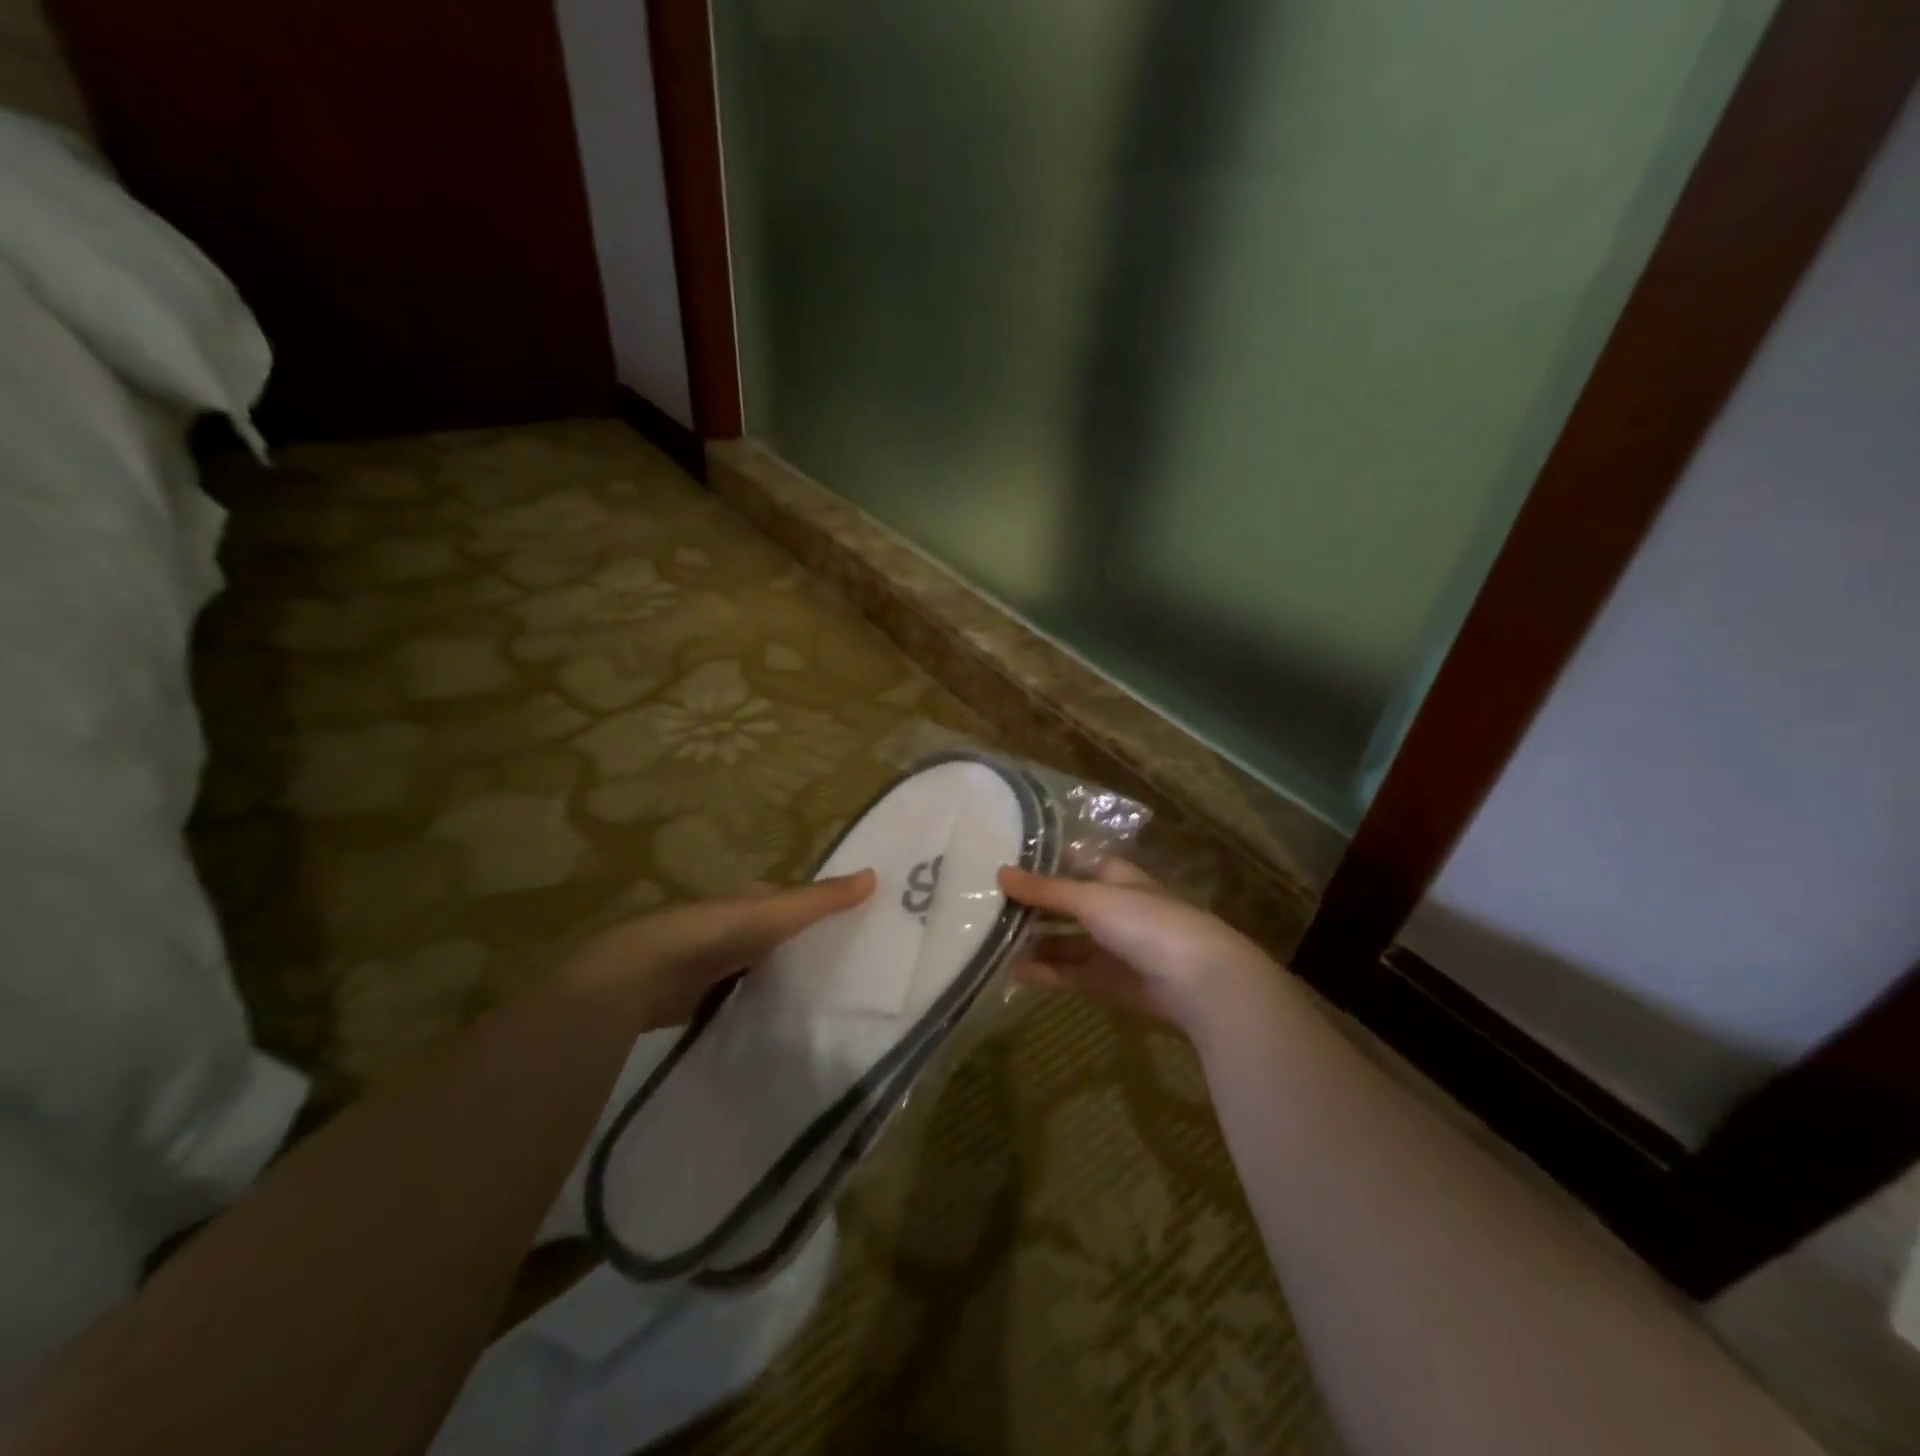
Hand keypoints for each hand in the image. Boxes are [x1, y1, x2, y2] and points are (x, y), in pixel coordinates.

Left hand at [562, 870, 876, 1028]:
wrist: (645, 976)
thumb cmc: (716, 934)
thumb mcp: (777, 914)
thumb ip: (822, 900)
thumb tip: (875, 874)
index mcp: (748, 903)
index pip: (792, 903)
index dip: (821, 910)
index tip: (856, 927)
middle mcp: (731, 930)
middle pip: (776, 938)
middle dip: (803, 948)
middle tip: (848, 970)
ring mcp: (713, 966)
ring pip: (758, 969)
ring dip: (780, 978)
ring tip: (823, 1001)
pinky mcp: (699, 1001)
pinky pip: (740, 999)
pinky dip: (757, 1004)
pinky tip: (779, 1022)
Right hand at [999, 859, 1272, 1032]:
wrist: (1199, 982)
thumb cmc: (1147, 923)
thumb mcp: (1092, 899)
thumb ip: (1045, 890)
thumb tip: (999, 872)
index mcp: (1114, 878)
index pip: (1071, 866)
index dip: (1040, 866)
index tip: (1001, 867)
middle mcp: (1111, 909)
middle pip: (1063, 905)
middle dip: (1030, 907)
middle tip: (984, 905)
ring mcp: (1109, 947)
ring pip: (1062, 941)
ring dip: (1032, 942)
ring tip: (988, 939)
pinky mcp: (1107, 982)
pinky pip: (1068, 973)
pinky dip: (1043, 972)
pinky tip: (1011, 971)